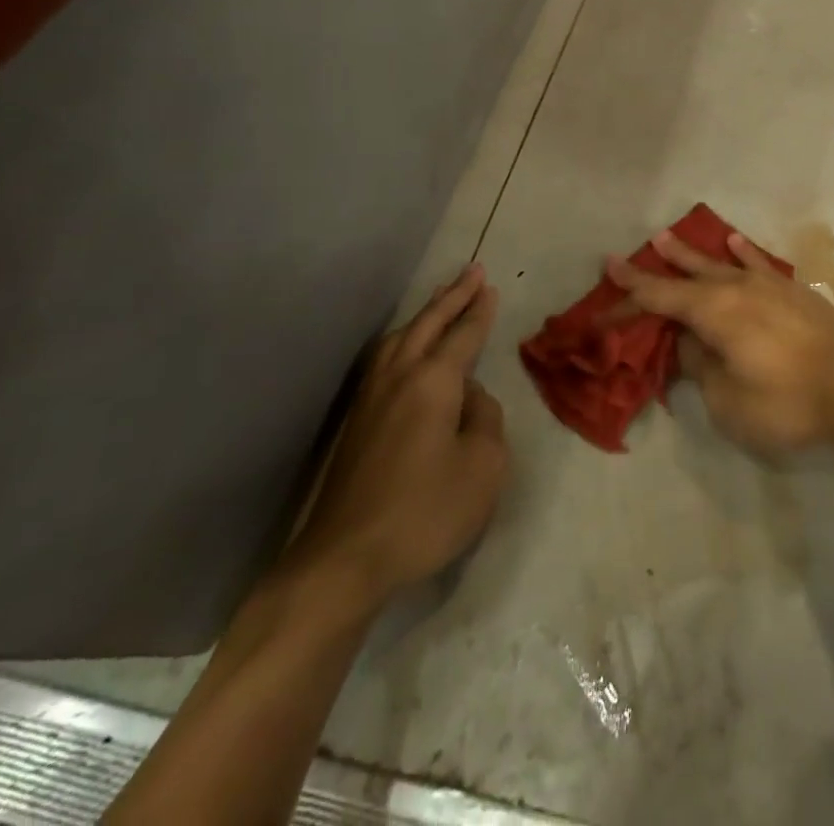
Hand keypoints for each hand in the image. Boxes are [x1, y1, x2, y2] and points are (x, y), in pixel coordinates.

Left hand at [288, 265, 508, 605]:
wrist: (344, 561)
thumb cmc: (425, 512)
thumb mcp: (484, 466)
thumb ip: (486, 420)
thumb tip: (470, 398)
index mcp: (434, 382)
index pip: (463, 336)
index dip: (479, 311)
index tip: (490, 286)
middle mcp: (399, 378)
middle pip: (427, 325)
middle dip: (451, 297)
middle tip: (471, 272)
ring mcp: (371, 399)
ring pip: (399, 339)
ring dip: (424, 315)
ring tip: (440, 300)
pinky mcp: (356, 423)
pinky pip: (384, 359)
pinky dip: (403, 339)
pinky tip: (404, 348)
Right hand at [607, 230, 833, 452]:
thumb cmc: (787, 400)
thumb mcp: (729, 400)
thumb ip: (703, 368)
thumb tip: (692, 344)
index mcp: (712, 313)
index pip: (657, 302)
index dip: (625, 302)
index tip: (598, 304)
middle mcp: (734, 289)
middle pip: (683, 278)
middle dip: (651, 271)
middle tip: (621, 257)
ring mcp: (766, 285)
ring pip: (718, 264)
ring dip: (690, 254)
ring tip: (666, 237)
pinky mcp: (792, 291)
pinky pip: (757, 264)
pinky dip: (742, 252)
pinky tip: (733, 241)